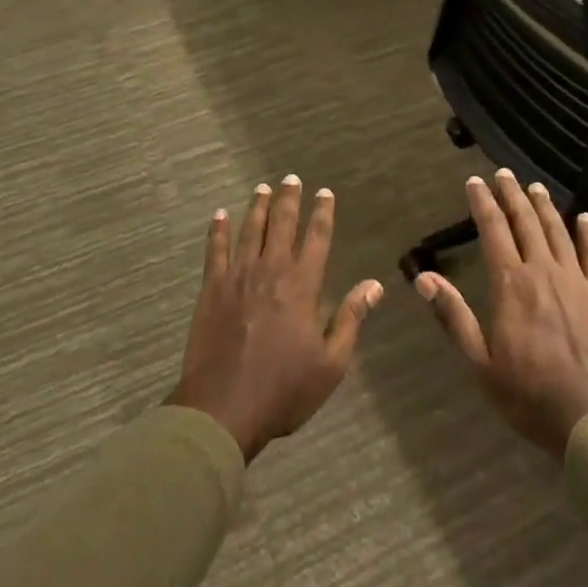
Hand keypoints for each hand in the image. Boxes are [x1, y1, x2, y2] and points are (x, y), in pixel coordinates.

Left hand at [169, 176, 383, 461]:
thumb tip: (374, 285)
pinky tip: (220, 214)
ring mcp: (238, 276)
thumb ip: (350, 319)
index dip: (322, 213)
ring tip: (263, 188)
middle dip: (289, 199)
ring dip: (258, 207)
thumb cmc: (283, 390)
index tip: (325, 192)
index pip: (316, 238)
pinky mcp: (212, 288)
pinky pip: (216, 250)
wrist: (223, 408)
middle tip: (291, 178)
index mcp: (302, 286)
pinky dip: (218, 230)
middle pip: (282, 224)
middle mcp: (271, 270)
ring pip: (250, 229)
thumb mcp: (330, 365)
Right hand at [414, 170, 587, 457]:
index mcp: (511, 284)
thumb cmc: (530, 396)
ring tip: (534, 187)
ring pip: (557, 231)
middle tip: (504, 174)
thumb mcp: (481, 364)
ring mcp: (576, 281)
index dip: (483, 203)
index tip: (475, 181)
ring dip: (544, 206)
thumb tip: (423, 278)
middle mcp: (542, 271)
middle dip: (512, 195)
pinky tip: (585, 218)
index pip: (493, 230)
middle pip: (525, 222)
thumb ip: (454, 316)